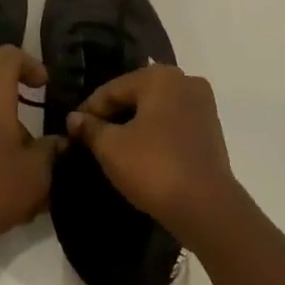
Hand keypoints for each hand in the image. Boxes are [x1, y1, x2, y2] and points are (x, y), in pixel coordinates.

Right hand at [65, 65, 243, 248]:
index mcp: (160, 76)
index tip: (72, 129)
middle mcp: (185, 81)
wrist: (206, 207)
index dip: (89, 109)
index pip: (113, 89)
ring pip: (156, 109)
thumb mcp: (111, 148)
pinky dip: (155, 133)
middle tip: (91, 138)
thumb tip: (74, 118)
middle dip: (113, 115)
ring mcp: (202, 104)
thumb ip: (90, 128)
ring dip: (134, 124)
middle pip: (136, 94)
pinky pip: (173, 123)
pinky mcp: (211, 128)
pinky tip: (142, 152)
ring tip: (114, 146)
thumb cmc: (154, 167)